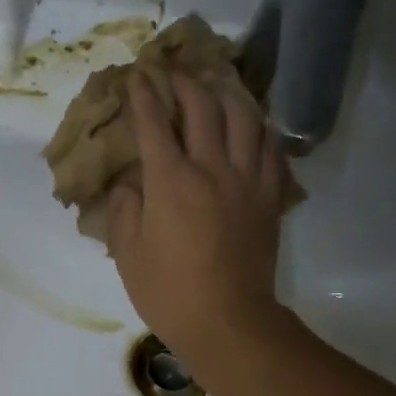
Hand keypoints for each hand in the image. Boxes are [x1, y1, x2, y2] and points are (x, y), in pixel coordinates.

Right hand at [107, 71, 292, 373]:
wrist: (227, 320)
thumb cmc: (168, 293)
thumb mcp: (128, 256)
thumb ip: (124, 212)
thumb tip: (128, 185)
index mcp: (170, 181)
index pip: (154, 124)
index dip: (144, 95)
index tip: (138, 75)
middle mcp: (211, 168)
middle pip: (203, 108)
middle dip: (185, 83)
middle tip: (175, 74)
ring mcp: (246, 181)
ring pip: (244, 118)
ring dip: (228, 96)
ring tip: (218, 91)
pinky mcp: (269, 198)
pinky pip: (270, 149)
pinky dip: (260, 130)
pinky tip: (253, 129)